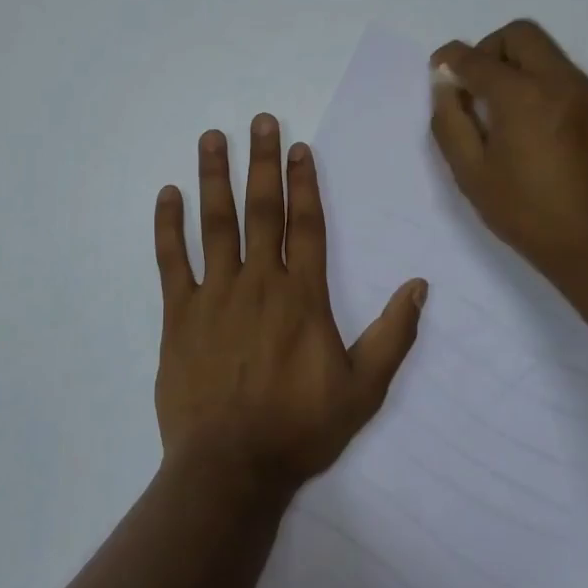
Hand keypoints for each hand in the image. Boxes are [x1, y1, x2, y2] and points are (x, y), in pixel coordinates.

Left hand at [154, 115, 427, 497]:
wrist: (231, 468)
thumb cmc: (299, 428)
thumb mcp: (363, 389)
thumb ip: (393, 335)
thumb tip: (419, 286)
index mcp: (302, 295)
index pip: (305, 224)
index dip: (303, 182)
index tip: (297, 146)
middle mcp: (258, 281)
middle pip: (262, 209)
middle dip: (261, 161)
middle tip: (259, 119)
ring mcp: (214, 294)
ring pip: (215, 223)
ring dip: (214, 177)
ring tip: (212, 137)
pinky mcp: (178, 314)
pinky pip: (171, 260)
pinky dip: (168, 226)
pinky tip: (167, 193)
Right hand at [429, 20, 587, 296]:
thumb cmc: (527, 213)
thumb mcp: (471, 173)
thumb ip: (450, 122)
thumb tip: (446, 86)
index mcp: (523, 96)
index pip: (477, 58)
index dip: (451, 59)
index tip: (439, 71)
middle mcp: (559, 81)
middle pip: (519, 34)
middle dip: (489, 49)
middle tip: (475, 86)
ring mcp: (587, 93)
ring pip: (545, 51)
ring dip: (515, 65)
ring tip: (501, 110)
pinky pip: (562, 74)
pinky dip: (538, 81)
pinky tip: (529, 124)